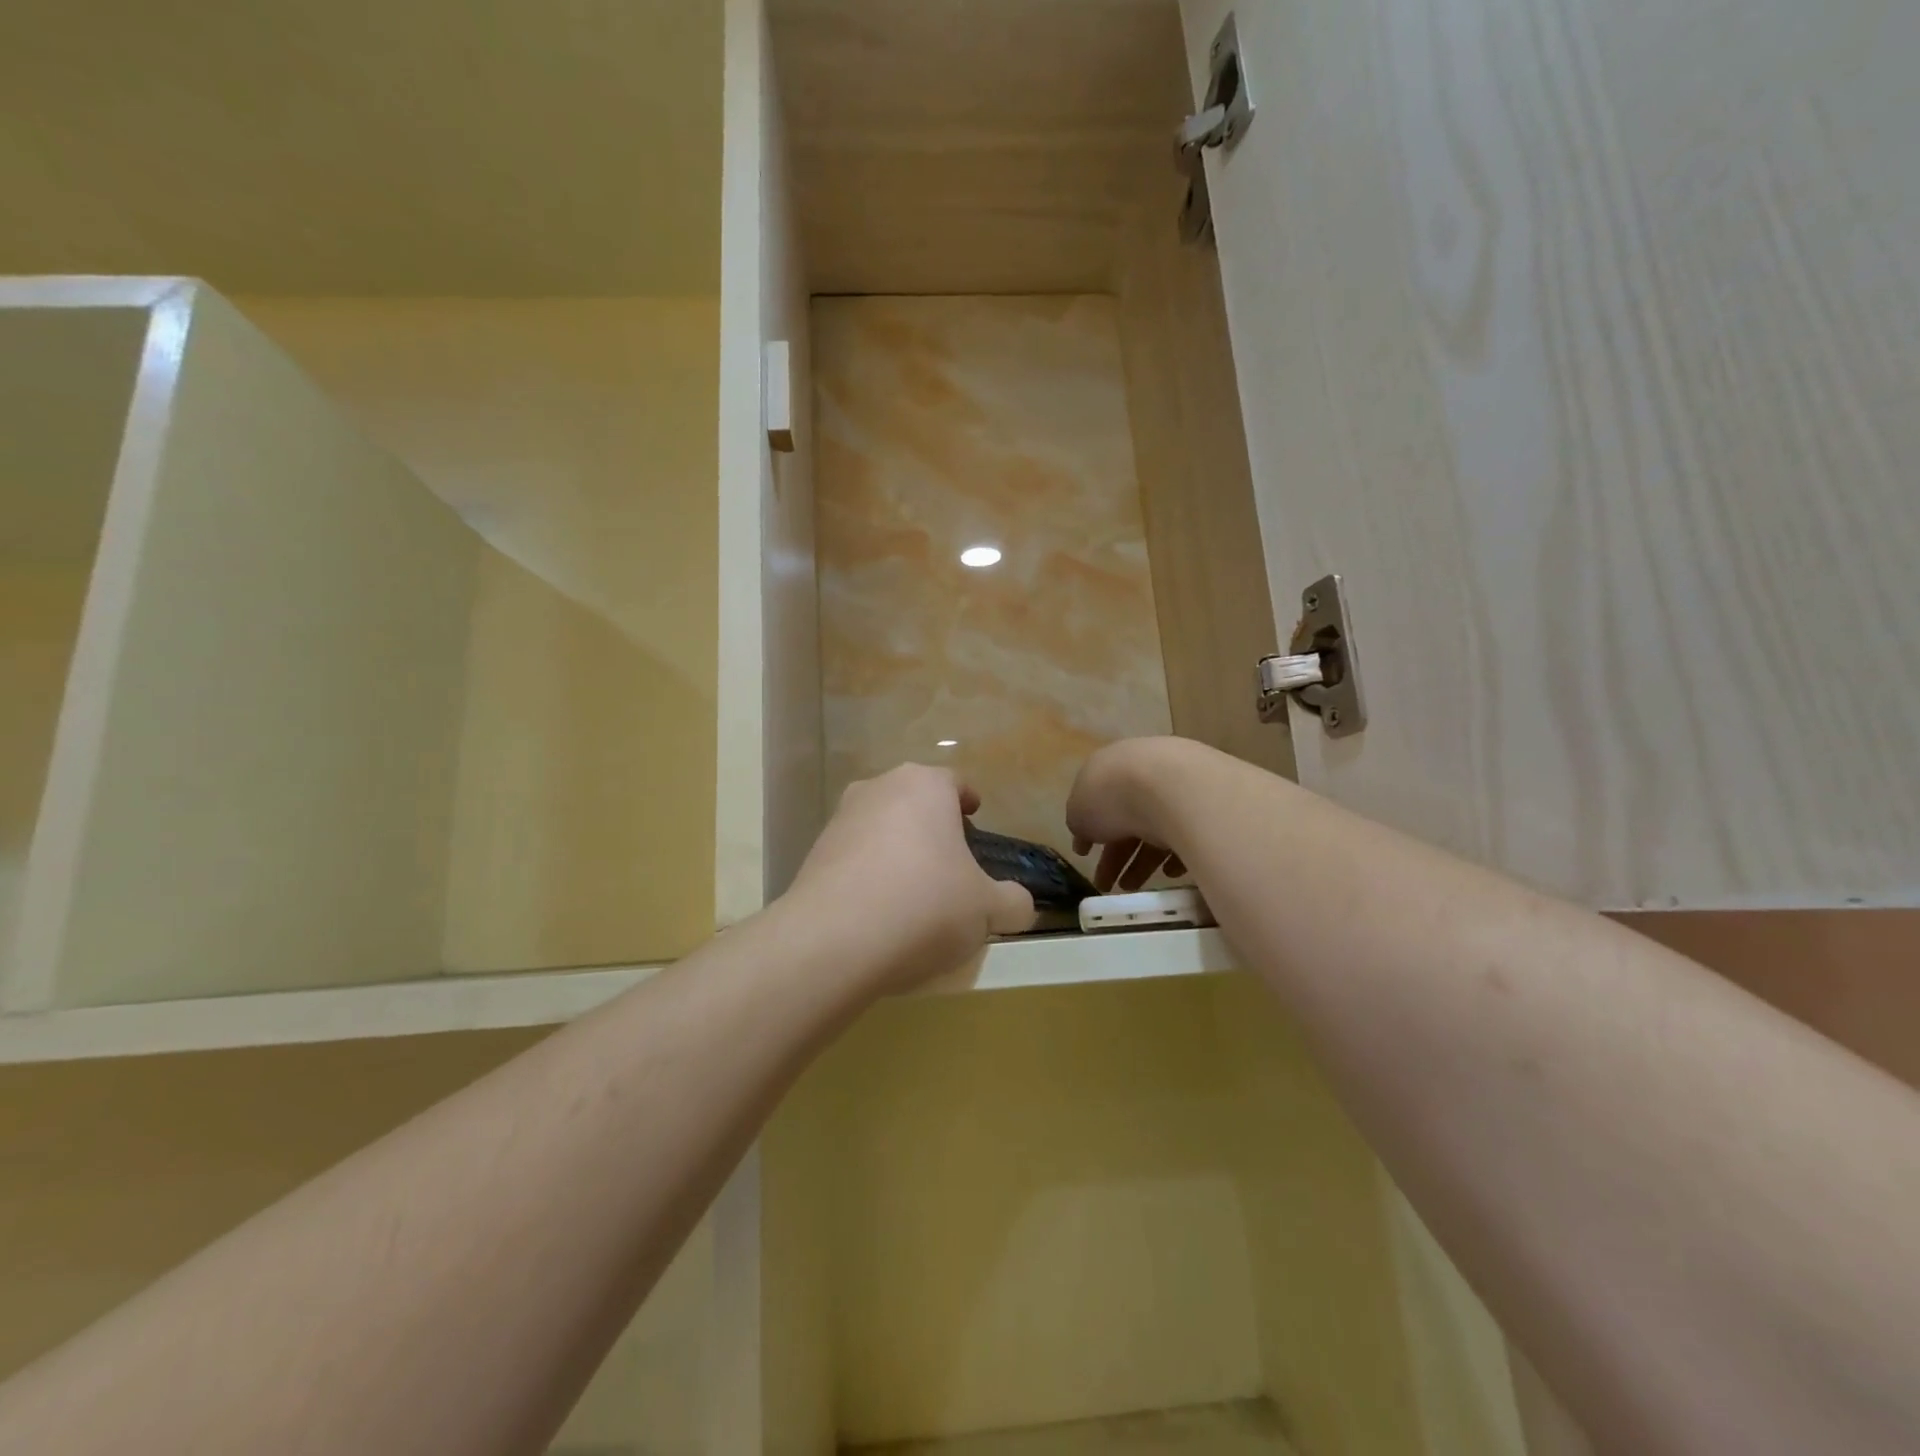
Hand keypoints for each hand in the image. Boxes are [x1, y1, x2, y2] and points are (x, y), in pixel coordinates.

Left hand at [788, 764, 1035, 992]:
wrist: (833, 941)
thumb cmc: (924, 906)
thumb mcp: (987, 910)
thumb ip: (1013, 902)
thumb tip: (1019, 904)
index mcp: (925, 786)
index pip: (955, 783)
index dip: (969, 802)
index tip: (975, 822)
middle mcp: (879, 789)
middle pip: (915, 802)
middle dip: (932, 826)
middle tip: (950, 863)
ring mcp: (840, 819)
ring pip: (881, 828)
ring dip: (898, 850)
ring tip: (913, 892)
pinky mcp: (813, 854)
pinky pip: (854, 858)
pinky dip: (869, 875)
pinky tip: (878, 912)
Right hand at [1066, 737, 1194, 890]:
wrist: (1172, 786)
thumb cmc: (1113, 794)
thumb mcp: (1078, 811)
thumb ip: (1079, 822)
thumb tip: (1084, 831)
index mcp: (1108, 768)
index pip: (1096, 802)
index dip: (1088, 830)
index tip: (1084, 855)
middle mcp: (1141, 773)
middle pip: (1125, 820)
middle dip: (1114, 855)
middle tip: (1106, 884)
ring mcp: (1175, 788)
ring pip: (1154, 830)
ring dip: (1140, 862)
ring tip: (1131, 889)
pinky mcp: (1203, 808)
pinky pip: (1185, 835)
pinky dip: (1174, 856)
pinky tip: (1168, 874)